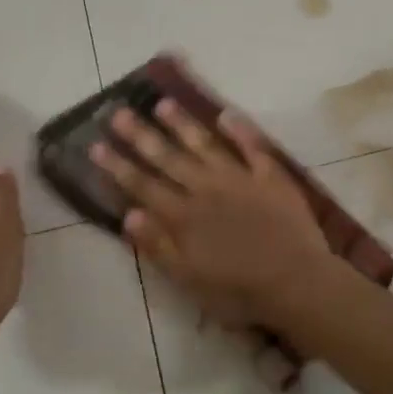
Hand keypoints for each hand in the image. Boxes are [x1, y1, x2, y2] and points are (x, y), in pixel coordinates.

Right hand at [91, 101, 338, 329]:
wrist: (296, 282)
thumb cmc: (238, 290)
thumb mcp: (188, 279)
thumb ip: (158, 246)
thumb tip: (128, 214)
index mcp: (184, 216)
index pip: (143, 186)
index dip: (118, 166)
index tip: (96, 144)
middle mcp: (206, 189)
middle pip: (168, 158)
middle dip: (141, 136)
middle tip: (120, 112)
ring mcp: (239, 179)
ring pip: (205, 145)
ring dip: (183, 124)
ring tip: (163, 103)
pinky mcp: (270, 177)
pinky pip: (253, 147)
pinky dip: (240, 130)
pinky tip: (226, 114)